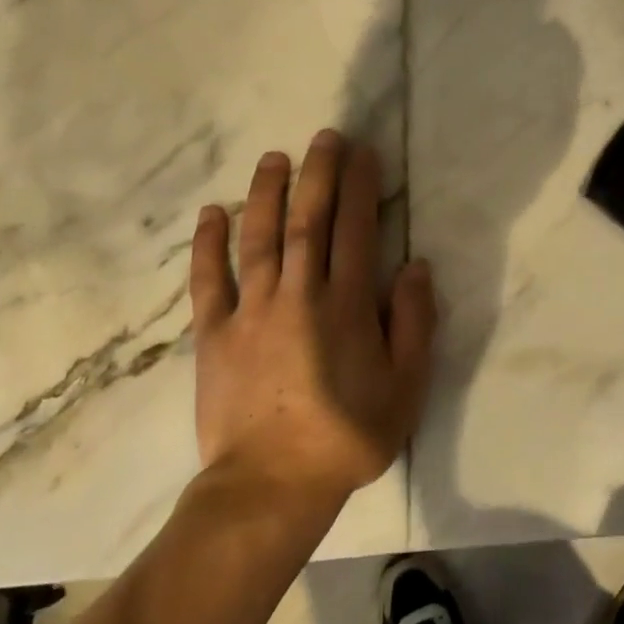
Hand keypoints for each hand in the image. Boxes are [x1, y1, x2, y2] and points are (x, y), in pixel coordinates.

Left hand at [187, 130, 435, 499]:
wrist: (271, 486)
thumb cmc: (348, 436)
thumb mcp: (405, 386)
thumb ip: (414, 323)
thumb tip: (415, 266)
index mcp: (347, 305)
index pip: (355, 230)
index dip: (360, 187)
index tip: (362, 153)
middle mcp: (298, 295)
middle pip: (309, 221)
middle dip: (318, 174)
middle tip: (324, 136)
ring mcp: (251, 311)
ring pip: (259, 238)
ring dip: (267, 193)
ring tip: (274, 157)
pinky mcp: (214, 334)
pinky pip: (208, 280)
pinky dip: (209, 244)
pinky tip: (213, 212)